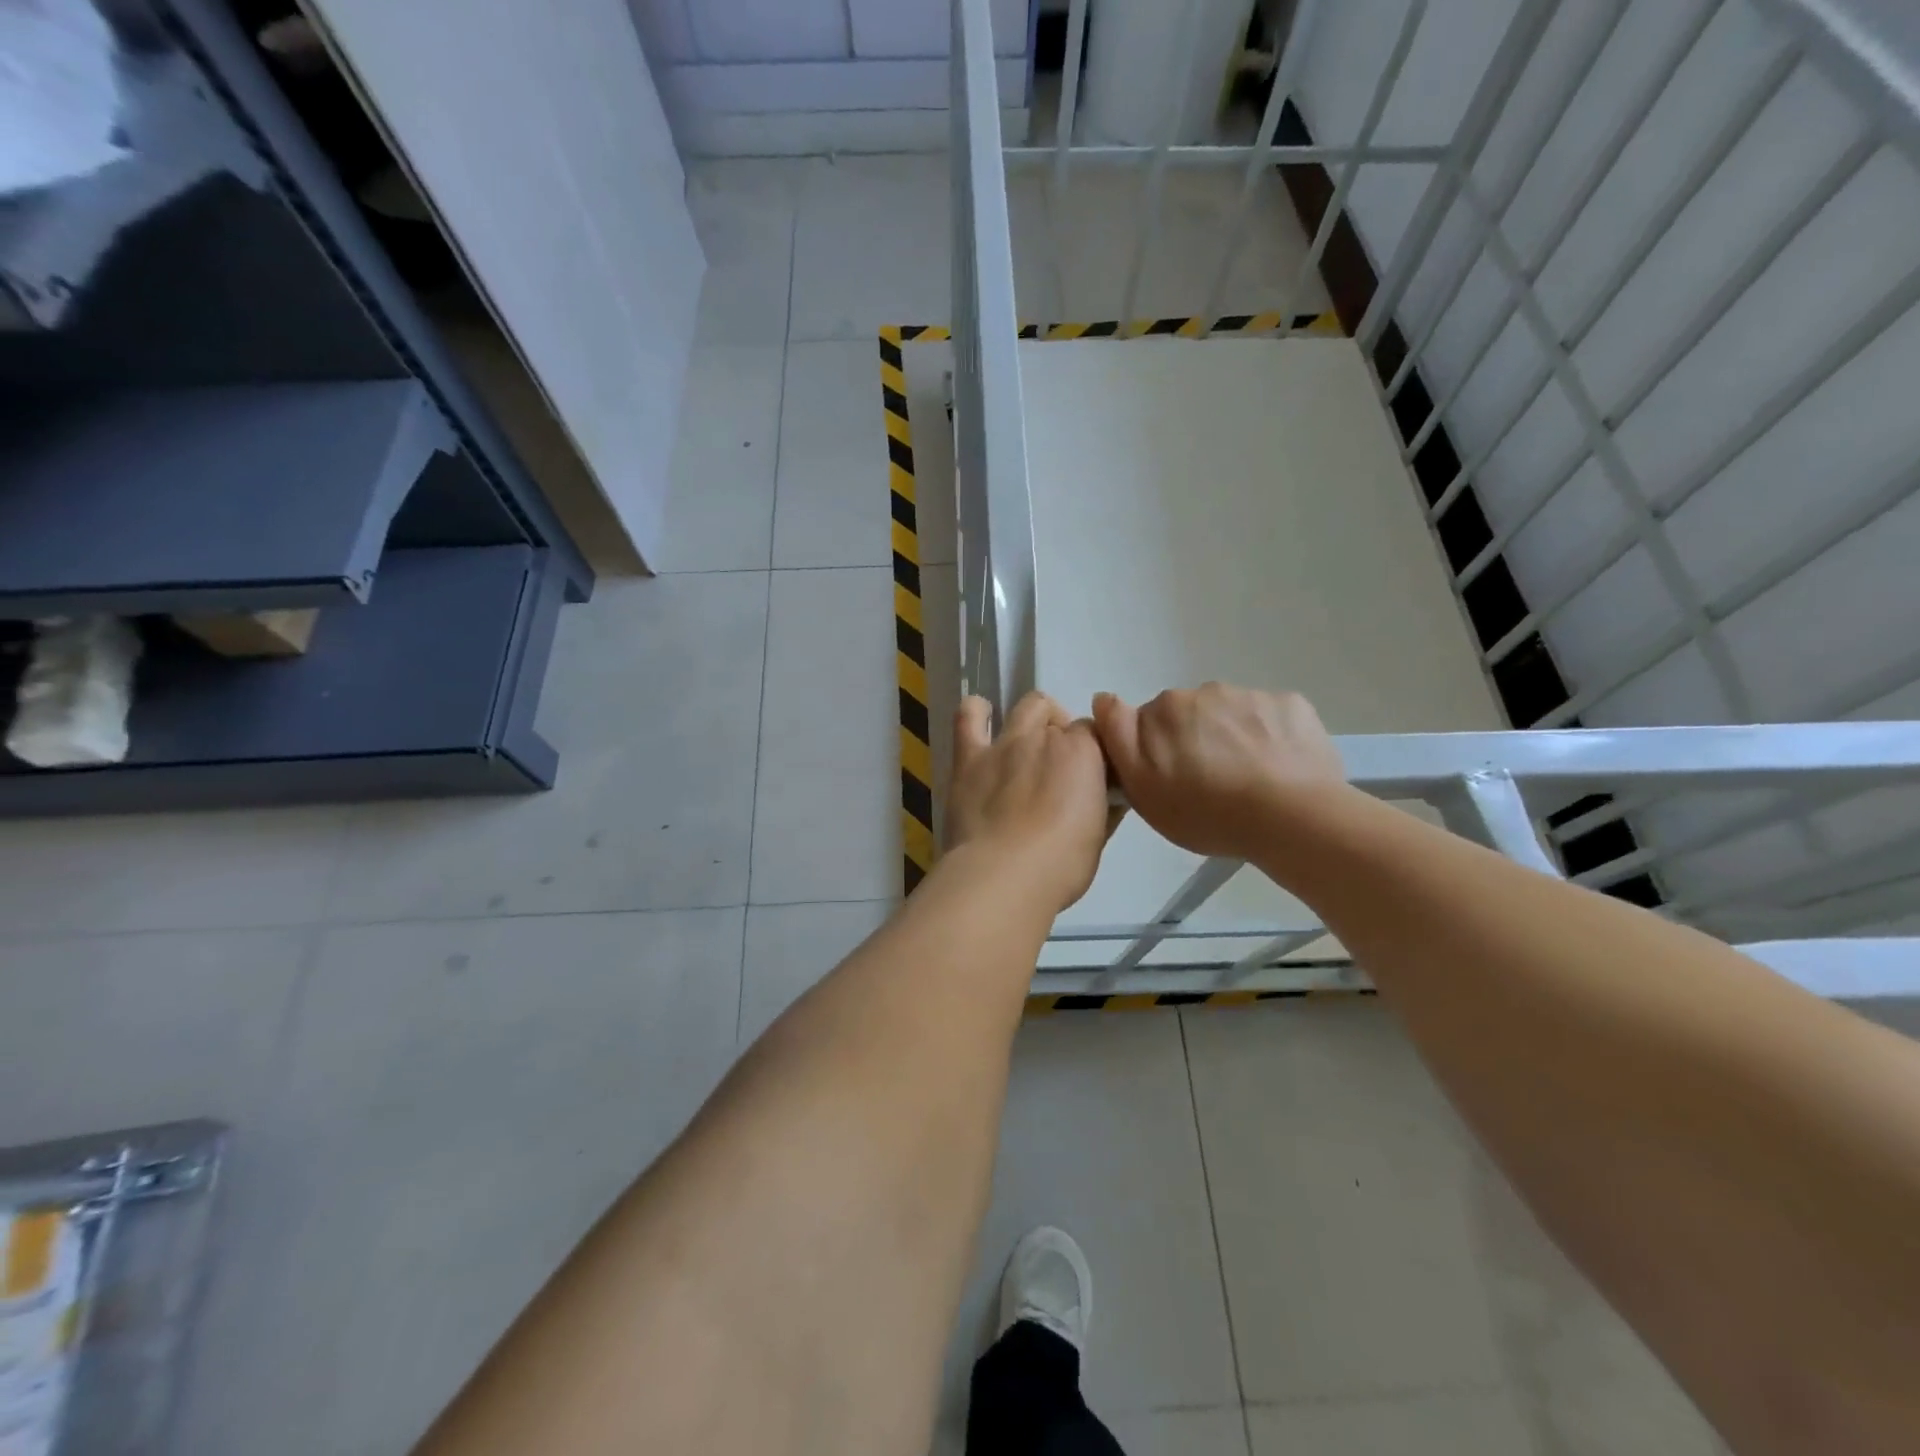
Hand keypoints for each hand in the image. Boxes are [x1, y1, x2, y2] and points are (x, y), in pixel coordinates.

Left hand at [945, 692, 1115, 913]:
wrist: (1002, 876)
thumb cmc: (1060, 865)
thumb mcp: (1098, 838)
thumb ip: (1104, 808)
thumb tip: (1109, 798)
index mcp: (1084, 753)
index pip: (1097, 735)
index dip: (1094, 755)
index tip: (1092, 779)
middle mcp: (1045, 737)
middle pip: (1062, 720)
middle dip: (1064, 735)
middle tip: (1059, 769)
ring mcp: (1005, 744)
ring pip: (1027, 706)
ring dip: (1034, 718)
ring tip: (1029, 742)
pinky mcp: (969, 758)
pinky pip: (968, 716)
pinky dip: (976, 712)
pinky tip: (980, 717)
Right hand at [1091, 683, 1344, 860]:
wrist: (1291, 817)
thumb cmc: (1206, 811)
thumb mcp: (1142, 788)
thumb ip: (1118, 737)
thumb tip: (1105, 699)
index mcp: (1163, 709)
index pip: (1143, 719)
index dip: (1150, 745)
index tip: (1166, 772)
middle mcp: (1202, 691)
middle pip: (1187, 714)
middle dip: (1190, 739)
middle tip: (1207, 783)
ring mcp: (1249, 694)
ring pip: (1228, 714)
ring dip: (1229, 736)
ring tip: (1247, 779)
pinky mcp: (1289, 703)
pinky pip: (1268, 716)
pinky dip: (1268, 736)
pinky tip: (1277, 768)